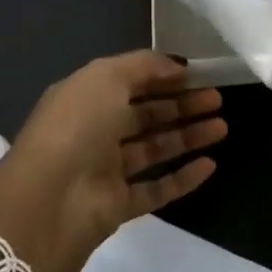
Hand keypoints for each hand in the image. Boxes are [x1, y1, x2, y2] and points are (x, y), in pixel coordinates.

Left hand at [0, 51, 226, 271]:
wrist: (50, 199)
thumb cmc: (77, 126)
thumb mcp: (106, 77)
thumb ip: (144, 66)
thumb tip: (177, 66)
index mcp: (85, 97)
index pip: (129, 82)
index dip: (163, 77)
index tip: (198, 74)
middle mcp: (95, 131)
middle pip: (145, 115)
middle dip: (181, 105)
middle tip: (217, 99)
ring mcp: (106, 170)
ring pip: (154, 149)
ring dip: (188, 137)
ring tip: (222, 127)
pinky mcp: (118, 205)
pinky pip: (156, 189)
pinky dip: (183, 178)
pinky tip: (210, 165)